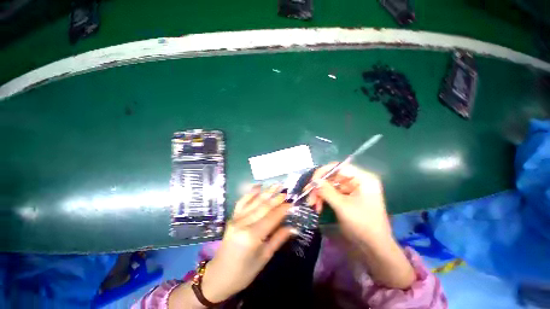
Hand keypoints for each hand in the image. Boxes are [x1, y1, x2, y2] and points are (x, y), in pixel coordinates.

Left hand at [201, 185, 293, 302]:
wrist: (218, 276)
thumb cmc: (244, 272)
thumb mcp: (264, 258)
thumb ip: (278, 239)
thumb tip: (293, 228)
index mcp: (252, 236)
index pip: (272, 217)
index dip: (283, 209)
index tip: (292, 203)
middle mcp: (243, 223)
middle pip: (263, 207)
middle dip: (276, 198)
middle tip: (286, 191)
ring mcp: (236, 219)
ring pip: (254, 202)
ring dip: (266, 192)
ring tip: (276, 184)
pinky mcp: (232, 218)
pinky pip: (242, 202)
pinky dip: (250, 193)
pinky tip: (258, 186)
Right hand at [308, 163, 415, 288]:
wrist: (374, 248)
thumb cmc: (362, 225)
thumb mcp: (342, 206)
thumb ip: (326, 191)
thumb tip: (313, 181)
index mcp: (363, 178)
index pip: (339, 167)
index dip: (323, 172)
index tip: (312, 182)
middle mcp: (357, 180)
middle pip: (333, 177)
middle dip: (320, 187)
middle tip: (309, 197)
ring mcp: (352, 189)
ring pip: (330, 185)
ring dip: (320, 194)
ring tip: (313, 205)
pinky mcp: (347, 197)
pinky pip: (332, 193)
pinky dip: (324, 199)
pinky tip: (318, 207)